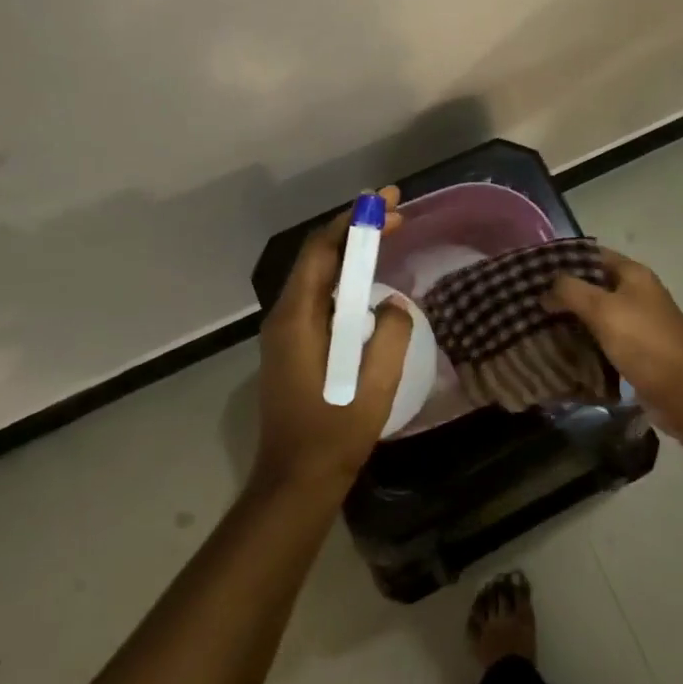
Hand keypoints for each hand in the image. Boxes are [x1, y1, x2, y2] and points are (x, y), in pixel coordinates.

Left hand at [255, 187, 413, 496]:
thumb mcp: (374, 384)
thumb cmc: (334, 433)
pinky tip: (372, 281)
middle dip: (356, 230)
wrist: (296, 480)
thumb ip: (390, 335)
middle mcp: (285, 316)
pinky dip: (348, 279)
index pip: (321, 250)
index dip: (354, 221)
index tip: (388, 203)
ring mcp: (287, 332)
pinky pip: (323, 298)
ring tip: (389, 235)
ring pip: (320, 276)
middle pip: (319, 257)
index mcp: (297, 318)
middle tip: (397, 212)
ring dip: (353, 253)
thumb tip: (393, 305)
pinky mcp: (296, 346)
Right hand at [544, 247, 682, 416]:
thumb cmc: (643, 342)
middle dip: (564, 292)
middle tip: (528, 300)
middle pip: (594, 284)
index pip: (593, 255)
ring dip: (571, 318)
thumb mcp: (603, 309)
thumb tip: (546, 289)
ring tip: (536, 323)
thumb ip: (571, 291)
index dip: (564, 259)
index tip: (533, 270)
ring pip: (596, 313)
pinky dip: (583, 340)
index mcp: (634, 274)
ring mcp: (637, 322)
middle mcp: (637, 292)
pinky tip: (560, 347)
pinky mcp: (635, 349)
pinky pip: (602, 337)